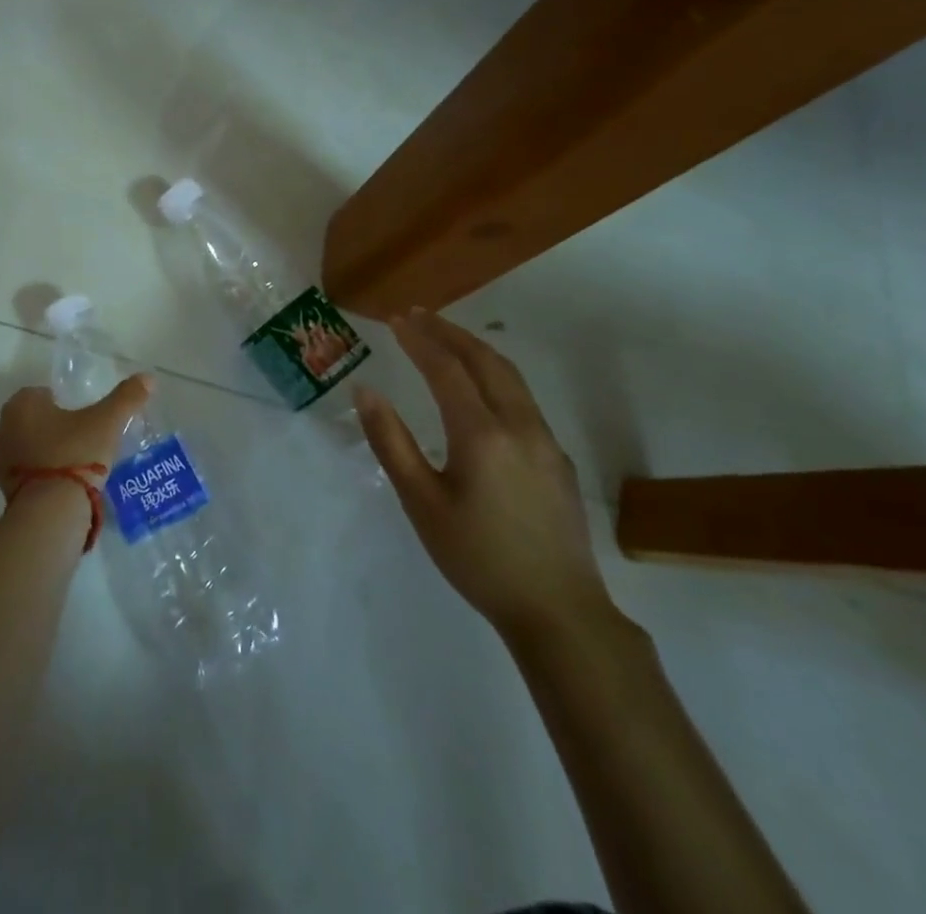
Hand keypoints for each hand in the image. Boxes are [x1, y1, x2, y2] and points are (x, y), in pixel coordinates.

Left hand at [0, 375, 152, 500]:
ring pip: (28, 447)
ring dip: (46, 452)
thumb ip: (126, 398)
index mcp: (22, 404)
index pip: (42, 394)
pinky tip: (65, 485)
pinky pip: (27, 474)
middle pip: (33, 421)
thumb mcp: (106, 422)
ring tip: (77, 464)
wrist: (51, 510)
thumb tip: (148, 377)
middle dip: (53, 427)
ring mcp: (1, 461)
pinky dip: (42, 475)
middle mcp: (4, 428)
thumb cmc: (75, 453)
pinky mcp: (4, 489)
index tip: (83, 417)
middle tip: (83, 439)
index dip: (63, 402)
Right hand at [353, 310, 614, 648]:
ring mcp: (544, 440)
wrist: (558, 611)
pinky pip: (522, 397)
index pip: (446, 369)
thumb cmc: (477, 557)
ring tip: (445, 337)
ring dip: (474, 349)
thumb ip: (391, 442)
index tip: (395, 320)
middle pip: (485, 360)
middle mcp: (519, 425)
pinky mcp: (556, 457)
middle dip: (449, 332)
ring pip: (509, 375)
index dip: (419, 340)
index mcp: (481, 434)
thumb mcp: (421, 502)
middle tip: (417, 315)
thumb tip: (366, 391)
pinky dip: (493, 374)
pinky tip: (478, 386)